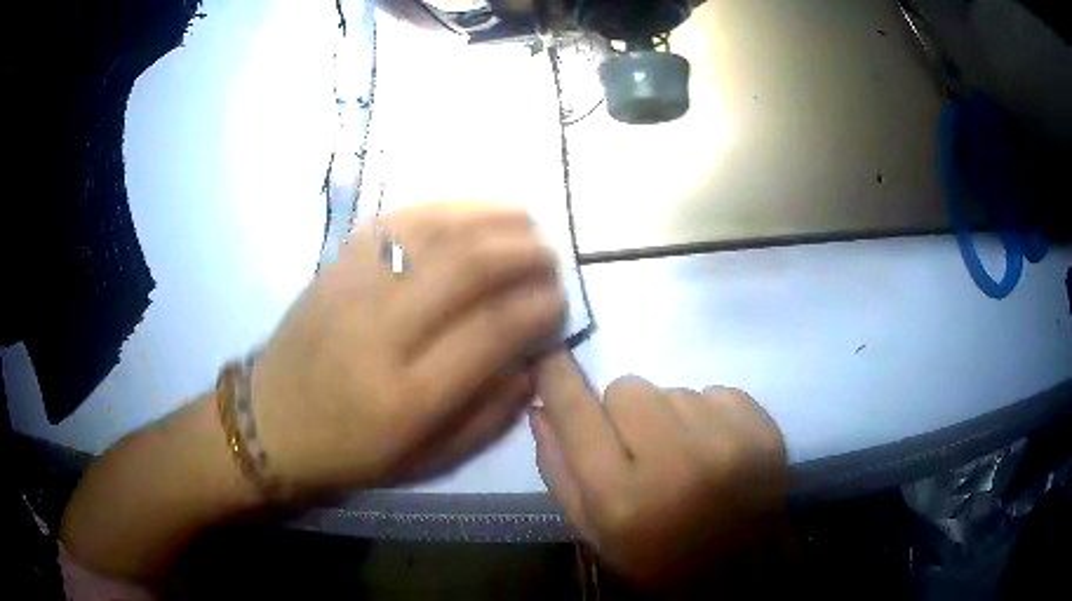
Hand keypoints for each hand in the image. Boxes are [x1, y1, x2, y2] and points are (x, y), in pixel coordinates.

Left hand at [251, 203, 565, 495]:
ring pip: (433, 231)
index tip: (559, 299)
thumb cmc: (351, 451)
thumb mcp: (427, 459)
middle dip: (522, 252)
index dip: (537, 308)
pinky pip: (396, 219)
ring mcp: (351, 288)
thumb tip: (532, 360)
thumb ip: (489, 415)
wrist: (271, 420)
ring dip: (489, 218)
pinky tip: (472, 211)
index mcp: (406, 396)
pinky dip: (443, 208)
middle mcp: (378, 332)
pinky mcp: (334, 265)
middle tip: (549, 256)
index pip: (490, 331)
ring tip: (525, 221)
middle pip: (465, 267)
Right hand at [530, 351, 788, 585]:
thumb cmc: (657, 557)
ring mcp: (727, 441)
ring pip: (673, 390)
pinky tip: (717, 452)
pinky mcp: (762, 428)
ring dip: (670, 418)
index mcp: (621, 498)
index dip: (558, 375)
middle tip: (642, 450)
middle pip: (628, 388)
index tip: (549, 352)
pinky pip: (716, 392)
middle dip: (624, 413)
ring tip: (686, 458)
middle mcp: (674, 463)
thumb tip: (540, 408)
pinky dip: (709, 416)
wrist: (741, 569)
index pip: (577, 413)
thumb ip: (560, 472)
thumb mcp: (595, 532)